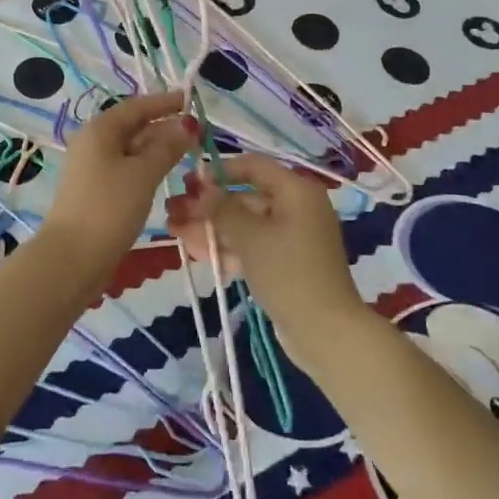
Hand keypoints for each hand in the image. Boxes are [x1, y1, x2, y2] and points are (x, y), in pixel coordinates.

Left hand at [39, 92, 194, 271]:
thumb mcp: (143, 174)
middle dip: (164, 127)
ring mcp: (92, 168)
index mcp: (100, 130)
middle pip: (133, 127)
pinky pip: (126, 169)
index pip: (136, 107)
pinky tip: (165, 175)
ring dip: (158, 148)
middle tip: (197, 132)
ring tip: (188, 152)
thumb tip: (187, 124)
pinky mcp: (96, 191)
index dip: (164, 102)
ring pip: (130, 150)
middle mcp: (93, 143)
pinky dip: (147, 167)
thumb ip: (167, 147)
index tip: (190, 100)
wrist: (72, 258)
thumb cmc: (109, 208)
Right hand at [165, 154, 366, 352]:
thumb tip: (200, 188)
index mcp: (296, 191)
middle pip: (245, 197)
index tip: (188, 182)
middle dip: (208, 207)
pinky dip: (228, 248)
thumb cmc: (288, 273)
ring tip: (175, 234)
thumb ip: (221, 209)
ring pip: (245, 225)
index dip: (219, 171)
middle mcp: (296, 207)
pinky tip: (197, 254)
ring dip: (211, 229)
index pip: (253, 166)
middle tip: (173, 212)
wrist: (325, 332)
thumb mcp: (250, 237)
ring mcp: (292, 237)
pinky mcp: (286, 263)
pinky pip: (252, 246)